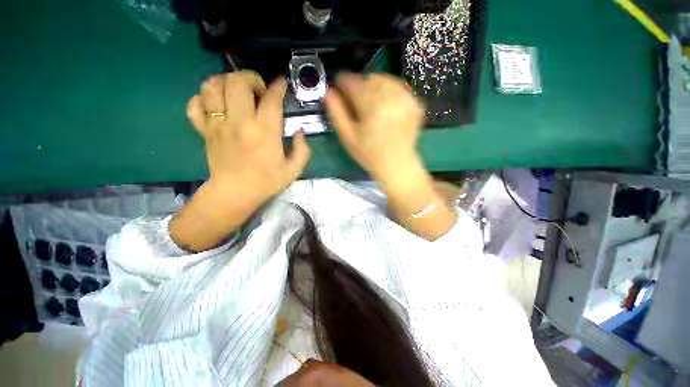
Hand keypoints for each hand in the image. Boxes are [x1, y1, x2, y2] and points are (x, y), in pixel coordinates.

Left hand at [187, 71, 310, 202]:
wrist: (235, 194)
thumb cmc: (267, 182)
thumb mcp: (294, 169)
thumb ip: (303, 149)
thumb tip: (299, 131)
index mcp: (265, 132)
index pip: (271, 99)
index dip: (278, 86)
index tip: (281, 83)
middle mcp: (239, 122)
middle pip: (237, 82)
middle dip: (250, 78)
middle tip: (258, 90)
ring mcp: (217, 124)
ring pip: (212, 86)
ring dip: (226, 81)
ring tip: (236, 90)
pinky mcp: (204, 130)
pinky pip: (195, 104)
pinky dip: (203, 97)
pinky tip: (216, 103)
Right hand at [325, 73, 455, 240]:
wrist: (397, 165)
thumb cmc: (370, 154)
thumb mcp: (348, 137)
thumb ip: (336, 113)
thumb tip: (329, 92)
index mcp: (371, 106)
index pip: (352, 81)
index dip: (342, 82)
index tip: (338, 87)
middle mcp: (390, 97)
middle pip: (368, 78)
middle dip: (358, 85)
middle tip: (355, 101)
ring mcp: (405, 99)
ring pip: (384, 79)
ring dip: (373, 86)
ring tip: (370, 103)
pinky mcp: (414, 103)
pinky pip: (398, 87)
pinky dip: (388, 90)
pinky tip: (385, 105)